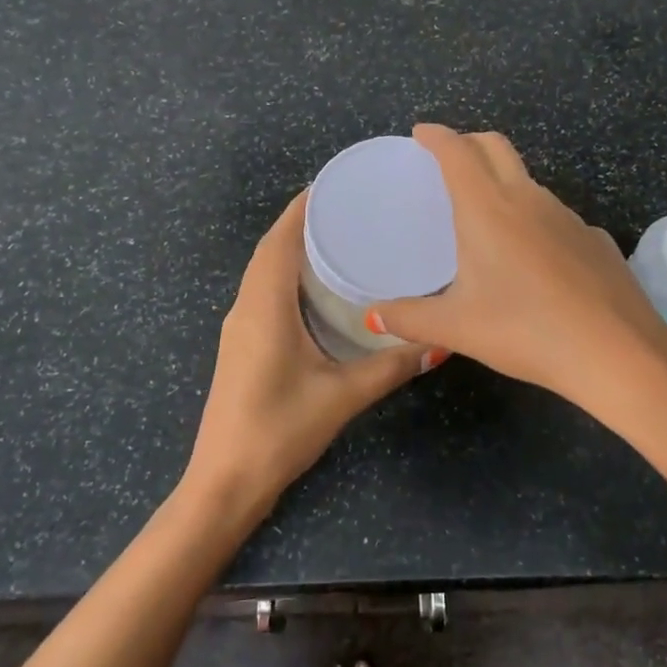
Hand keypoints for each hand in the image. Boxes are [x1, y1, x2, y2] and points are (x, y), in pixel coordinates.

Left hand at [186, 191, 439, 516]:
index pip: (279, 240)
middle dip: (303, 222)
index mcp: (264, 306)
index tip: (336, 184)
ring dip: (294, 248)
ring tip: (340, 238)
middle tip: (350, 208)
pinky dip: (288, 276)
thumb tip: (440, 342)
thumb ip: (391, 366)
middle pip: (271, 249)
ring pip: (265, 271)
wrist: (225, 482)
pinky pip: (265, 292)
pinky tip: (319, 288)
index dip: (303, 207)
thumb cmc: (279, 431)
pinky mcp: (243, 345)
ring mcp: (240, 327)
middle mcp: (246, 307)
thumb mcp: (342, 396)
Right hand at [368, 125, 666, 416]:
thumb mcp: (457, 328)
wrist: (617, 352)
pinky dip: (535, 219)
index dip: (437, 136)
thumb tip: (372, 317)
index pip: (457, 152)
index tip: (421, 132)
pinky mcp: (596, 239)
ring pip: (529, 181)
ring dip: (503, 181)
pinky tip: (535, 258)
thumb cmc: (525, 330)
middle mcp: (528, 200)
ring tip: (487, 214)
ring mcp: (568, 217)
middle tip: (449, 157)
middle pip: (496, 147)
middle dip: (469, 142)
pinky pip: (556, 216)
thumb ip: (409, 318)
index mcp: (487, 209)